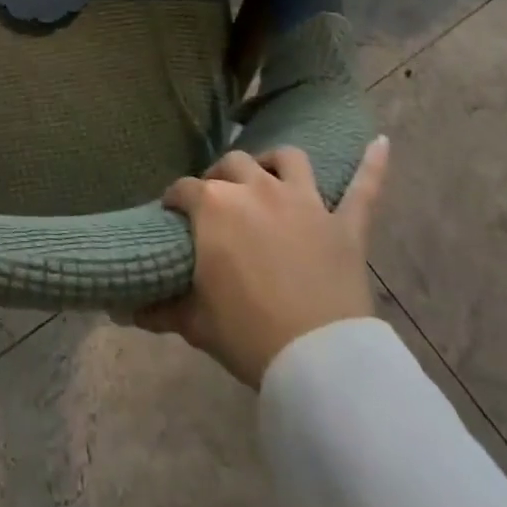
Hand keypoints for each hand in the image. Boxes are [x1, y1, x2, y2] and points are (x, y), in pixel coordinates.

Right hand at [136, 137, 389, 388]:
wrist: (318, 363)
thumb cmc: (248, 335)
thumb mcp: (196, 323)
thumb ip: (160, 309)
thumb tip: (125, 311)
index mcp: (215, 206)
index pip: (184, 190)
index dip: (175, 200)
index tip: (172, 214)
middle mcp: (256, 189)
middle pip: (232, 165)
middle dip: (219, 178)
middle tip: (217, 202)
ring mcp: (304, 202)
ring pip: (287, 160)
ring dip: (274, 162)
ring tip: (268, 174)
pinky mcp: (345, 224)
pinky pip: (364, 188)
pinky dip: (373, 164)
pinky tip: (382, 143)